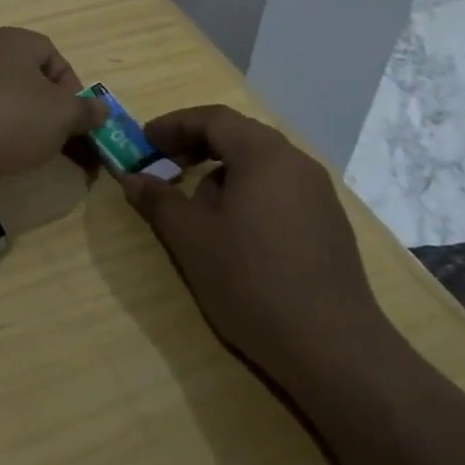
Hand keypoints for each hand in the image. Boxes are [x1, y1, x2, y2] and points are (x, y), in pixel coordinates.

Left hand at [0, 28, 106, 202]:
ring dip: (28, 132)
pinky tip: (6, 165)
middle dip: (54, 115)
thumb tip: (102, 109)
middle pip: (31, 83)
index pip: (53, 56)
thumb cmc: (8, 117)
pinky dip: (0, 144)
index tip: (79, 119)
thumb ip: (85, 112)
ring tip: (38, 159)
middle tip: (67, 146)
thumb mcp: (61, 115)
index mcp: (13, 42)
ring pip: (9, 108)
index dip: (73, 87)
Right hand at [118, 105, 384, 379]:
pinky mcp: (329, 223)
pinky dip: (249, 192)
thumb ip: (159, 201)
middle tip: (165, 164)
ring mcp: (319, 193)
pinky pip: (280, 189)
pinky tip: (235, 231)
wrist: (332, 346)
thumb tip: (133, 177)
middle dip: (198, 145)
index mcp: (264, 154)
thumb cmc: (251, 280)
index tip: (144, 140)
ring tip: (196, 204)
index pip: (213, 118)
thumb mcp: (191, 239)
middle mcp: (296, 162)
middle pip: (240, 136)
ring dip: (223, 172)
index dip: (174, 125)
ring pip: (261, 164)